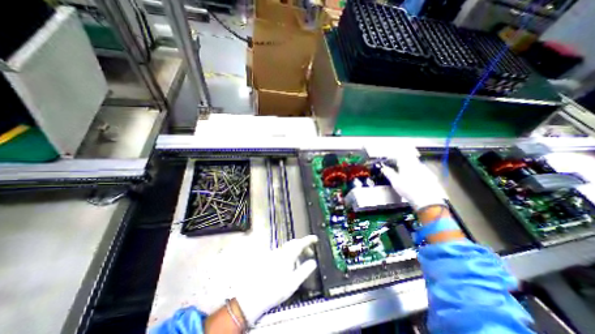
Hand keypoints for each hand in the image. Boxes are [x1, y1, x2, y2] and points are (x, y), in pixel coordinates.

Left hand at [234, 235, 318, 325]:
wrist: (255, 295)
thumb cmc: (276, 289)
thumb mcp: (294, 282)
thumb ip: (305, 271)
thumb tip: (313, 262)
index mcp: (288, 255)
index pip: (300, 243)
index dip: (308, 240)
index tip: (315, 238)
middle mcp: (281, 252)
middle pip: (294, 244)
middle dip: (303, 246)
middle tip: (310, 253)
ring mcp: (274, 255)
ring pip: (288, 248)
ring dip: (296, 251)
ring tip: (300, 261)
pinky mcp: (269, 259)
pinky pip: (283, 253)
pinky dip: (289, 255)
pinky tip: (289, 265)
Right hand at [381, 157, 446, 208]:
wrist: (427, 200)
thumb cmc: (408, 189)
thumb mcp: (395, 182)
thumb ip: (389, 173)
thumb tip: (384, 168)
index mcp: (406, 164)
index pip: (398, 156)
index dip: (392, 157)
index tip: (387, 160)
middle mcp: (416, 164)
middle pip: (407, 158)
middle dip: (400, 160)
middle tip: (394, 165)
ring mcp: (424, 169)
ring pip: (414, 163)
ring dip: (407, 165)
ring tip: (402, 171)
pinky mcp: (430, 175)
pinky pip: (420, 169)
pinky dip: (414, 171)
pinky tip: (412, 178)